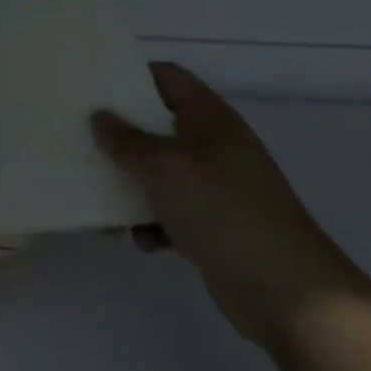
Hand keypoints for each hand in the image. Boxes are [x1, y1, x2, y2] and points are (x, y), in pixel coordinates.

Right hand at [90, 63, 370, 351]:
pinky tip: (138, 239)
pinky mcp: (215, 227)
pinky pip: (170, 212)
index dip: (130, 75)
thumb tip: (98, 117)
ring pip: (159, 172)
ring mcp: (217, 188)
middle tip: (79, 134)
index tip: (91, 85)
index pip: (166, 77)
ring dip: (129, 183)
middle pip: (157, 124)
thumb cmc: (225, 211)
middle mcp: (214, 146)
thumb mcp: (165, 167)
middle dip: (119, 133)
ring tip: (96, 195)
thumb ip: (126, 140)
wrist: (291, 296)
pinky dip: (151, 222)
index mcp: (209, 118)